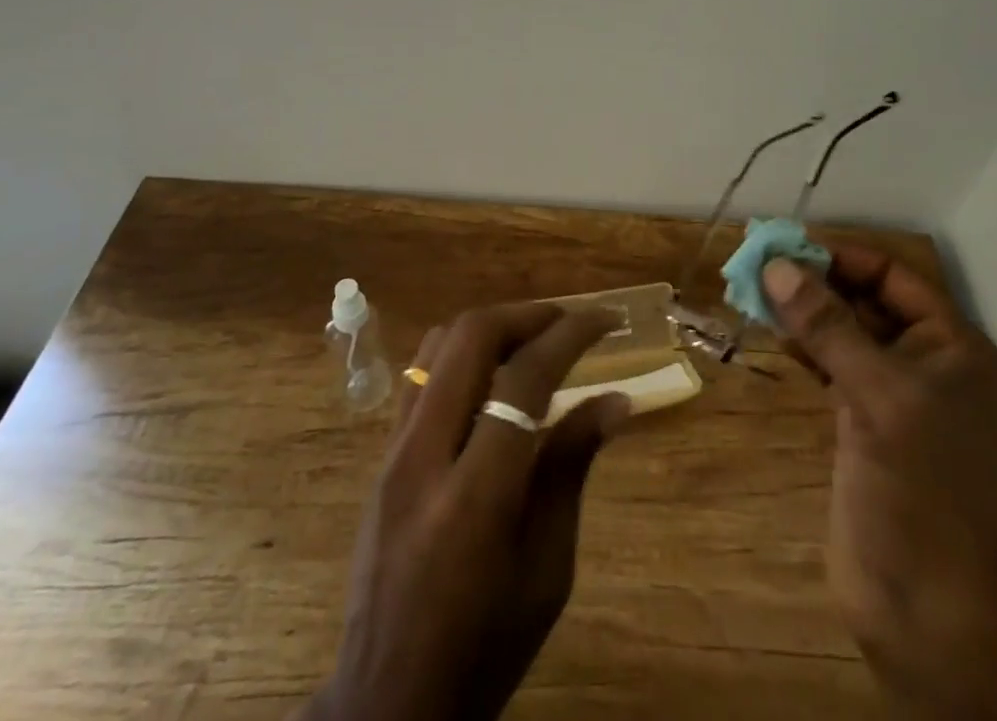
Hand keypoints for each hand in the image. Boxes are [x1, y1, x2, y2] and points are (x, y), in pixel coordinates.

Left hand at [305, 303, 629, 720]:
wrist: (387, 702)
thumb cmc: (485, 646)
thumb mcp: (547, 568)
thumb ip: (571, 468)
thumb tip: (616, 399)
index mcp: (475, 495)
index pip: (524, 379)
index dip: (571, 335)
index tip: (607, 320)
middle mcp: (424, 455)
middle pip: (471, 337)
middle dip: (528, 315)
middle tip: (569, 322)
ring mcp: (393, 451)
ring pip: (439, 344)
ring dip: (492, 327)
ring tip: (534, 341)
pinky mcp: (380, 455)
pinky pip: (420, 373)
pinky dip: (462, 353)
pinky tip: (490, 376)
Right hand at [762, 246, 996, 718]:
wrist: (927, 612)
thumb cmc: (919, 489)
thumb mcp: (876, 395)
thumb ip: (827, 326)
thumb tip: (777, 266)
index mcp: (950, 345)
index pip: (892, 276)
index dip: (841, 258)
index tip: (786, 248)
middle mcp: (926, 361)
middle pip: (865, 300)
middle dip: (815, 282)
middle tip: (758, 267)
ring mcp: (894, 395)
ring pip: (844, 332)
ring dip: (804, 312)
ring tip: (754, 294)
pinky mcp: (863, 423)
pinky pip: (831, 366)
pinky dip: (803, 347)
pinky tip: (773, 335)